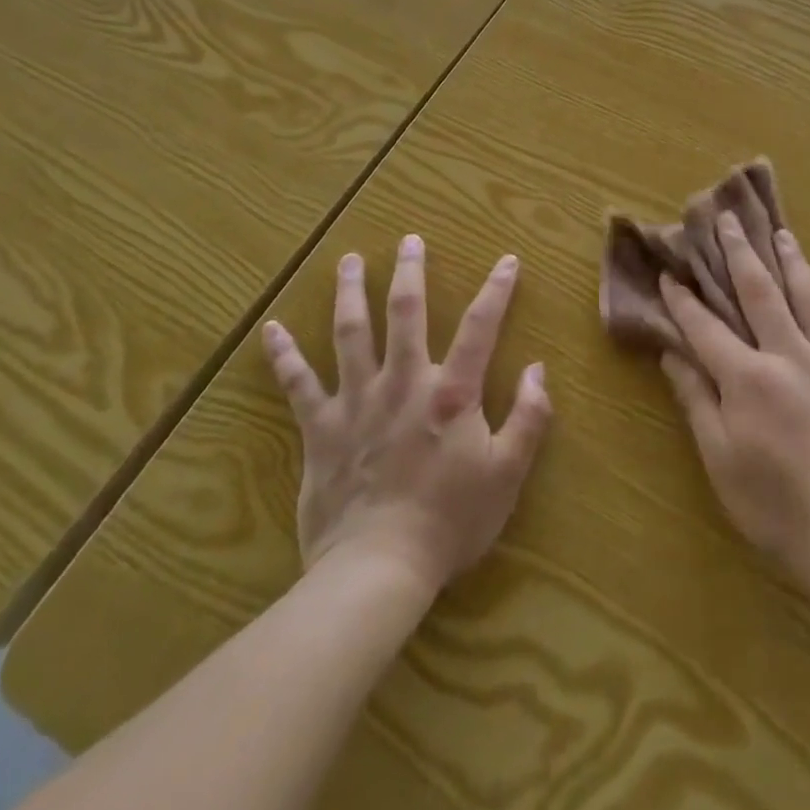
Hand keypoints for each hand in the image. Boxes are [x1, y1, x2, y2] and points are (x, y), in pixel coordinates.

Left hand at [262, 235, 551, 592]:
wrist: (378, 570)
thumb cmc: (451, 522)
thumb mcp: (508, 474)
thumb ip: (529, 417)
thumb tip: (539, 369)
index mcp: (451, 392)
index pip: (480, 327)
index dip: (497, 290)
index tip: (507, 259)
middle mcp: (404, 382)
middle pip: (406, 313)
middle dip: (410, 272)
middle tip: (410, 240)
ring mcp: (357, 401)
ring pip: (351, 333)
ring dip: (350, 293)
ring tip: (349, 260)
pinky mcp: (321, 429)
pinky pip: (298, 385)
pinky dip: (284, 357)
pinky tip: (270, 330)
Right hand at [658, 213, 809, 609]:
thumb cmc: (777, 507)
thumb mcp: (722, 462)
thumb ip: (698, 401)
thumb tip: (673, 355)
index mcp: (749, 379)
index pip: (707, 327)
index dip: (684, 300)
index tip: (670, 274)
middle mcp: (790, 355)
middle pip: (761, 292)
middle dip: (740, 253)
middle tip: (729, 219)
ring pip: (808, 296)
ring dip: (791, 260)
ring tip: (780, 232)